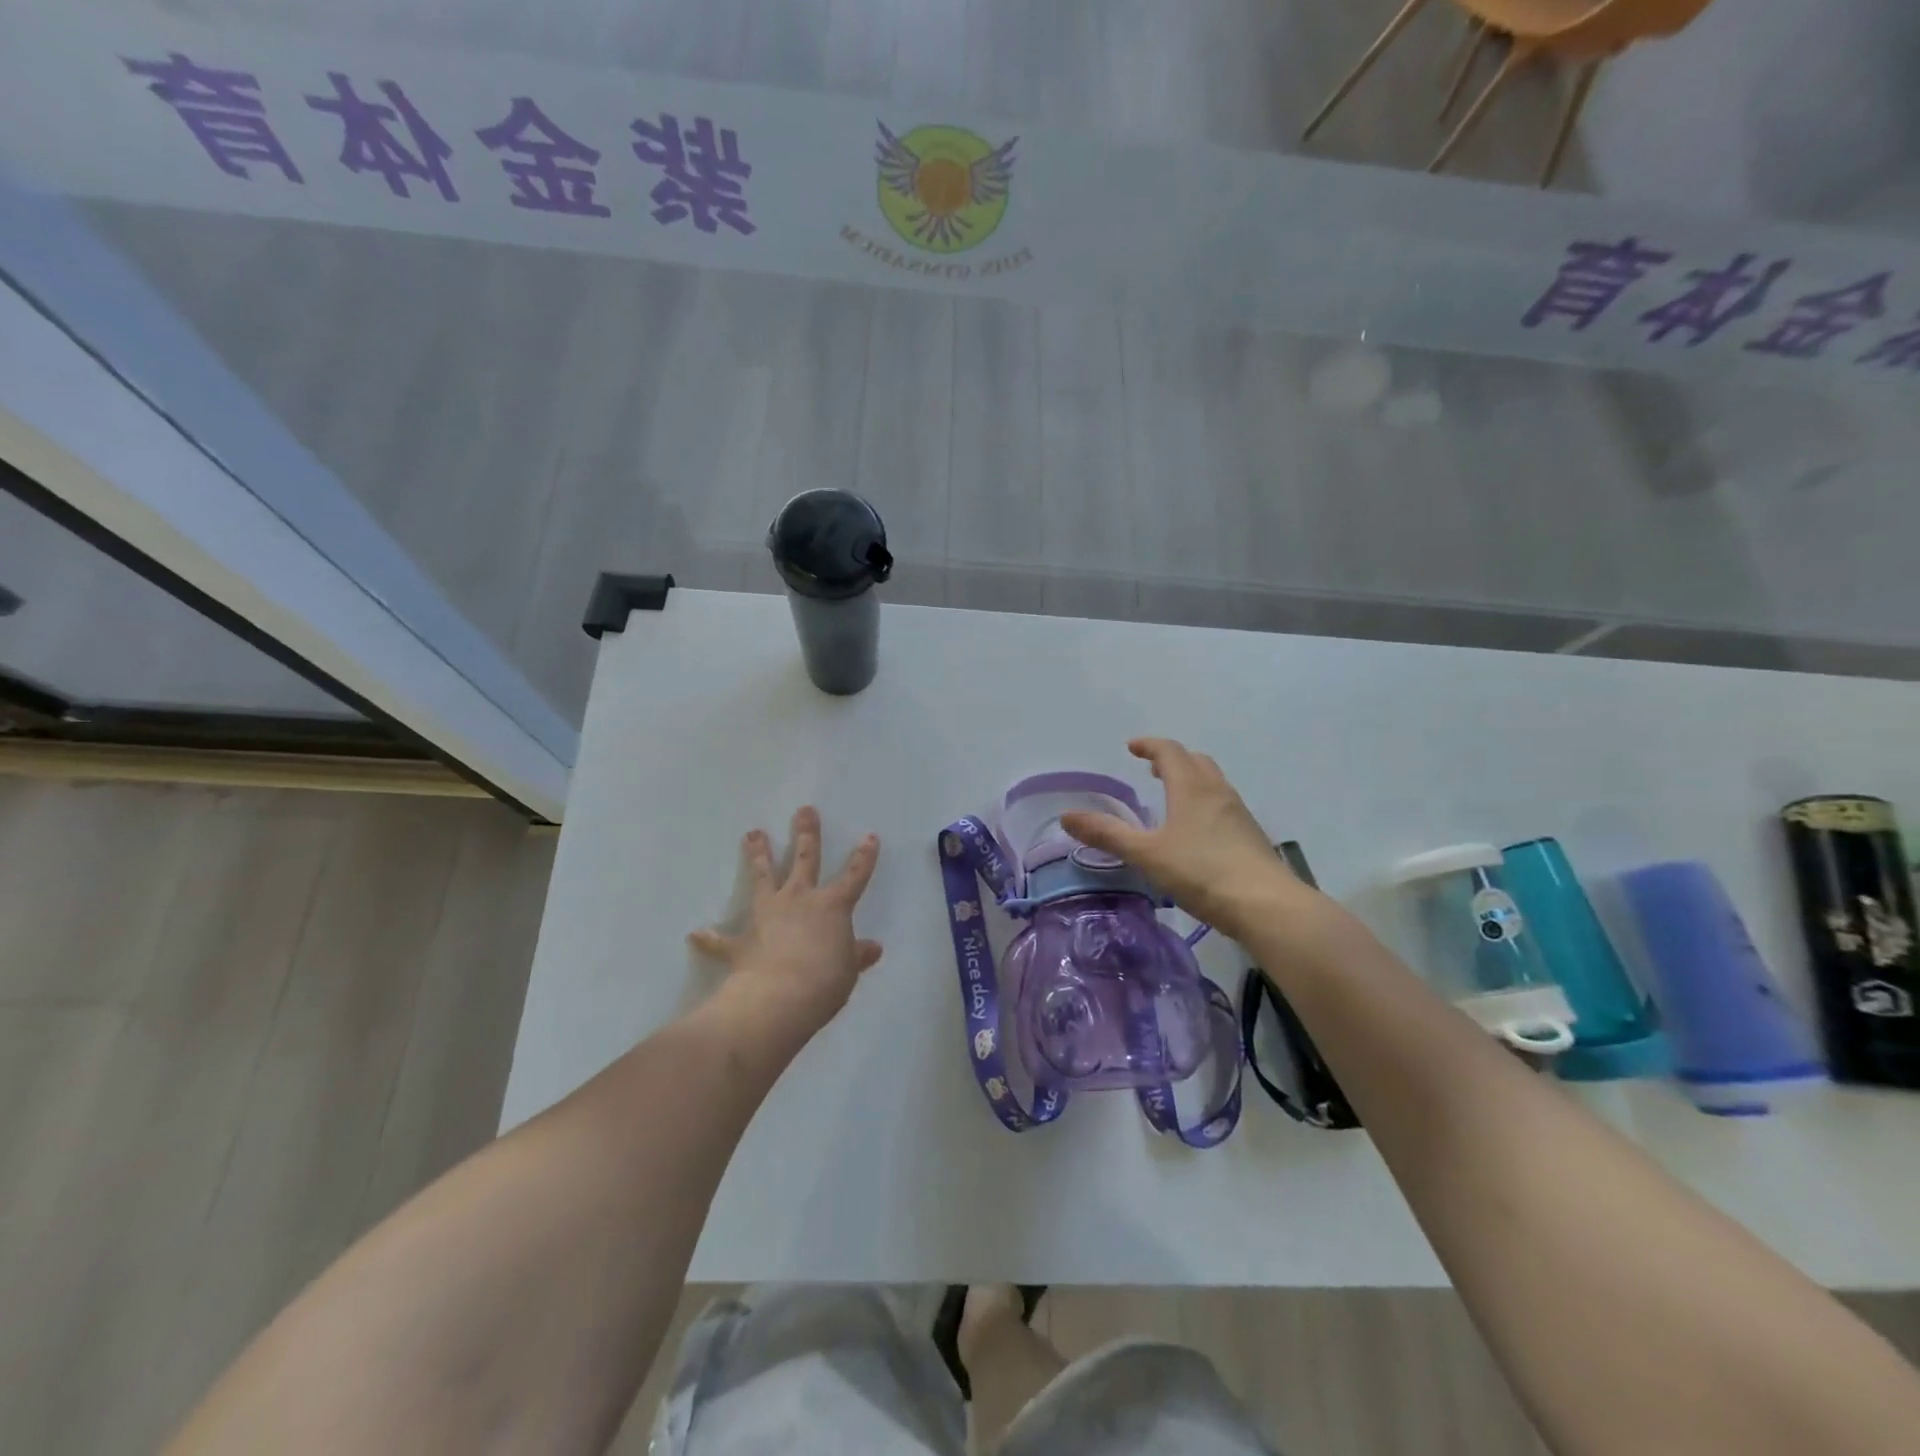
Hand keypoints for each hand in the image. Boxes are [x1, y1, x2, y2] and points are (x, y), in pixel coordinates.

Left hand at [688, 806, 882, 1038]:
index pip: (854, 876)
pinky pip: (722, 940)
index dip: (863, 857)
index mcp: (832, 906)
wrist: (780, 997)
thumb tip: (873, 948)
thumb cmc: (825, 980)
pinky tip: (696, 934)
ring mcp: (768, 915)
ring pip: (763, 877)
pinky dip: (710, 938)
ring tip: (752, 833)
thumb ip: (857, 955)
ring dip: (758, 855)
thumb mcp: (848, 970)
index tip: (869, 836)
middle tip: (804, 810)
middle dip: (807, 834)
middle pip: (804, 859)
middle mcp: (799, 900)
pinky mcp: (742, 941)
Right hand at [1060, 738, 1310, 941]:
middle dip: (1172, 760)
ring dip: (1191, 780)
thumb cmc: (1201, 872)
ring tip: (1172, 796)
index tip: (1132, 747)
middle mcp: (1217, 792)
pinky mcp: (1251, 836)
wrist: (1266, 905)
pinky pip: (1223, 805)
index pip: (1170, 752)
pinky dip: (1204, 802)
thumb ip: (1107, 834)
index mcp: (1191, 788)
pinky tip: (1197, 831)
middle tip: (1152, 770)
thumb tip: (1066, 816)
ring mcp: (1238, 814)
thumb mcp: (1146, 854)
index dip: (1150, 746)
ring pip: (1213, 783)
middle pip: (1195, 761)